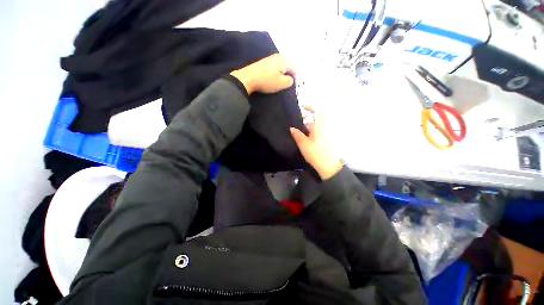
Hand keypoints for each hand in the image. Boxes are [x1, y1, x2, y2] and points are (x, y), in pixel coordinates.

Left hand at [230, 54, 295, 94]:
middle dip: (290, 73)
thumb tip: (290, 79)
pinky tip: (275, 77)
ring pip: (281, 66)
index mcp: (284, 60)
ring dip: (283, 73)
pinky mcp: (264, 63)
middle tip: (289, 83)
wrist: (248, 79)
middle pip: (288, 65)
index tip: (294, 85)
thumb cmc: (267, 81)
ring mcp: (270, 58)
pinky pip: (275, 67)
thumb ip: (289, 81)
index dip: (296, 77)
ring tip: (282, 81)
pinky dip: (277, 72)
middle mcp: (278, 56)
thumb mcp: (282, 83)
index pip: (295, 68)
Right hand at [290, 106, 342, 179]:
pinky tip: (303, 137)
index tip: (302, 106)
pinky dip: (310, 131)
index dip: (310, 106)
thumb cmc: (316, 154)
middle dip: (306, 118)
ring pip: (315, 125)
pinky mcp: (324, 140)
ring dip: (307, 125)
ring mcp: (325, 134)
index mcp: (320, 126)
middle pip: (315, 118)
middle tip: (296, 122)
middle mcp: (324, 128)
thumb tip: (292, 128)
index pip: (318, 110)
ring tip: (297, 130)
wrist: (328, 166)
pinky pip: (316, 131)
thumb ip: (297, 135)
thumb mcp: (304, 144)